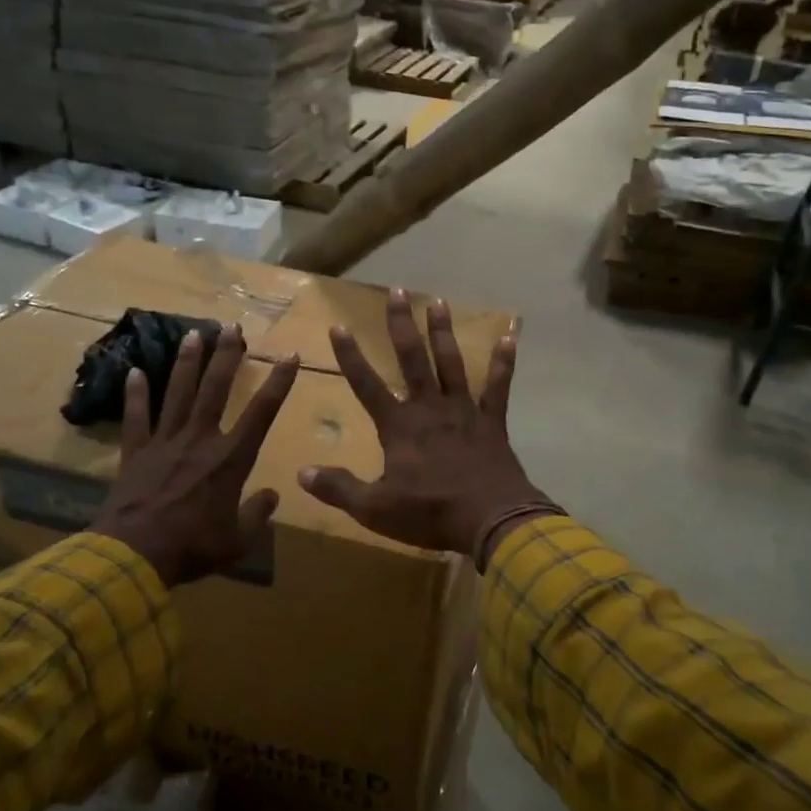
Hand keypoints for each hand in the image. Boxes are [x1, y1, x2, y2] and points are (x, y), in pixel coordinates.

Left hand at [95, 326, 299, 589]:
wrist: (133, 557)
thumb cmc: (192, 548)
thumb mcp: (238, 541)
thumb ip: (257, 515)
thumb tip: (272, 496)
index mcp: (230, 459)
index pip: (262, 412)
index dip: (279, 382)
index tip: (290, 355)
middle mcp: (200, 440)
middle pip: (216, 389)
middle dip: (226, 355)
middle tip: (232, 326)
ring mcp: (165, 443)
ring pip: (177, 393)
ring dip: (186, 362)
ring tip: (193, 333)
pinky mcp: (135, 453)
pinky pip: (136, 418)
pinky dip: (135, 395)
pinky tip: (134, 371)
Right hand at [298, 290, 554, 564]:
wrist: (490, 519)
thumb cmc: (431, 513)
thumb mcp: (375, 509)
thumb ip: (339, 489)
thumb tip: (301, 473)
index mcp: (399, 426)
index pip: (366, 384)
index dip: (350, 356)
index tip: (338, 326)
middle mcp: (429, 407)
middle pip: (412, 358)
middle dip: (401, 324)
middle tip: (397, 291)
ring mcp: (463, 410)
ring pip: (451, 363)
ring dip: (443, 332)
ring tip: (438, 301)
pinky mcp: (492, 421)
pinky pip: (498, 387)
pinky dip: (503, 363)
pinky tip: (509, 338)